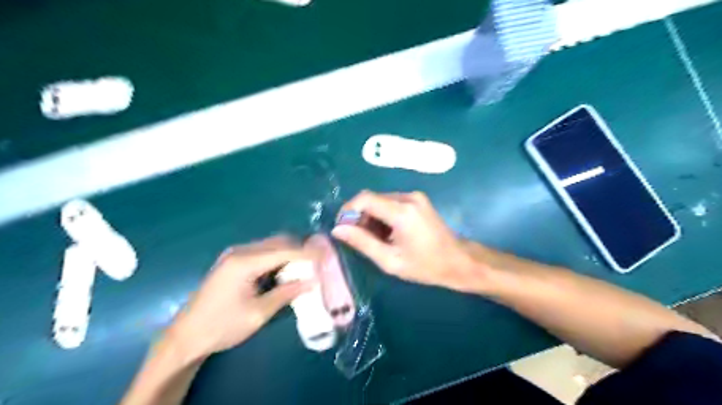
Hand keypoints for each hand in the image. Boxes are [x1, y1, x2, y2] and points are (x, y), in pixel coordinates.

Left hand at [166, 236, 313, 361]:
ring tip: (304, 267)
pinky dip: (277, 258)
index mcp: (245, 262)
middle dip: (299, 249)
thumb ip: (286, 293)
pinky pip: (261, 252)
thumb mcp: (258, 313)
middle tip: (316, 262)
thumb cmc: (222, 326)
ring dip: (288, 253)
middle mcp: (240, 251)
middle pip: (278, 242)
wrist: (186, 336)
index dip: (307, 252)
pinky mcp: (232, 261)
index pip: (285, 251)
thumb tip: (312, 281)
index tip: (326, 255)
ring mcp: (234, 255)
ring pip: (270, 245)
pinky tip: (283, 271)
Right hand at [333, 191, 484, 292]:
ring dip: (371, 216)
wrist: (458, 262)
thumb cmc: (425, 266)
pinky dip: (383, 215)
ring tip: (373, 239)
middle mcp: (408, 197)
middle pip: (372, 198)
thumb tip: (337, 229)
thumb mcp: (390, 260)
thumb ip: (362, 243)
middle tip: (356, 238)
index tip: (342, 227)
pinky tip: (386, 233)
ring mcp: (415, 197)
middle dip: (359, 215)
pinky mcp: (418, 200)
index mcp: (402, 212)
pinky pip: (392, 202)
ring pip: (381, 200)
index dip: (348, 210)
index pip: (365, 199)